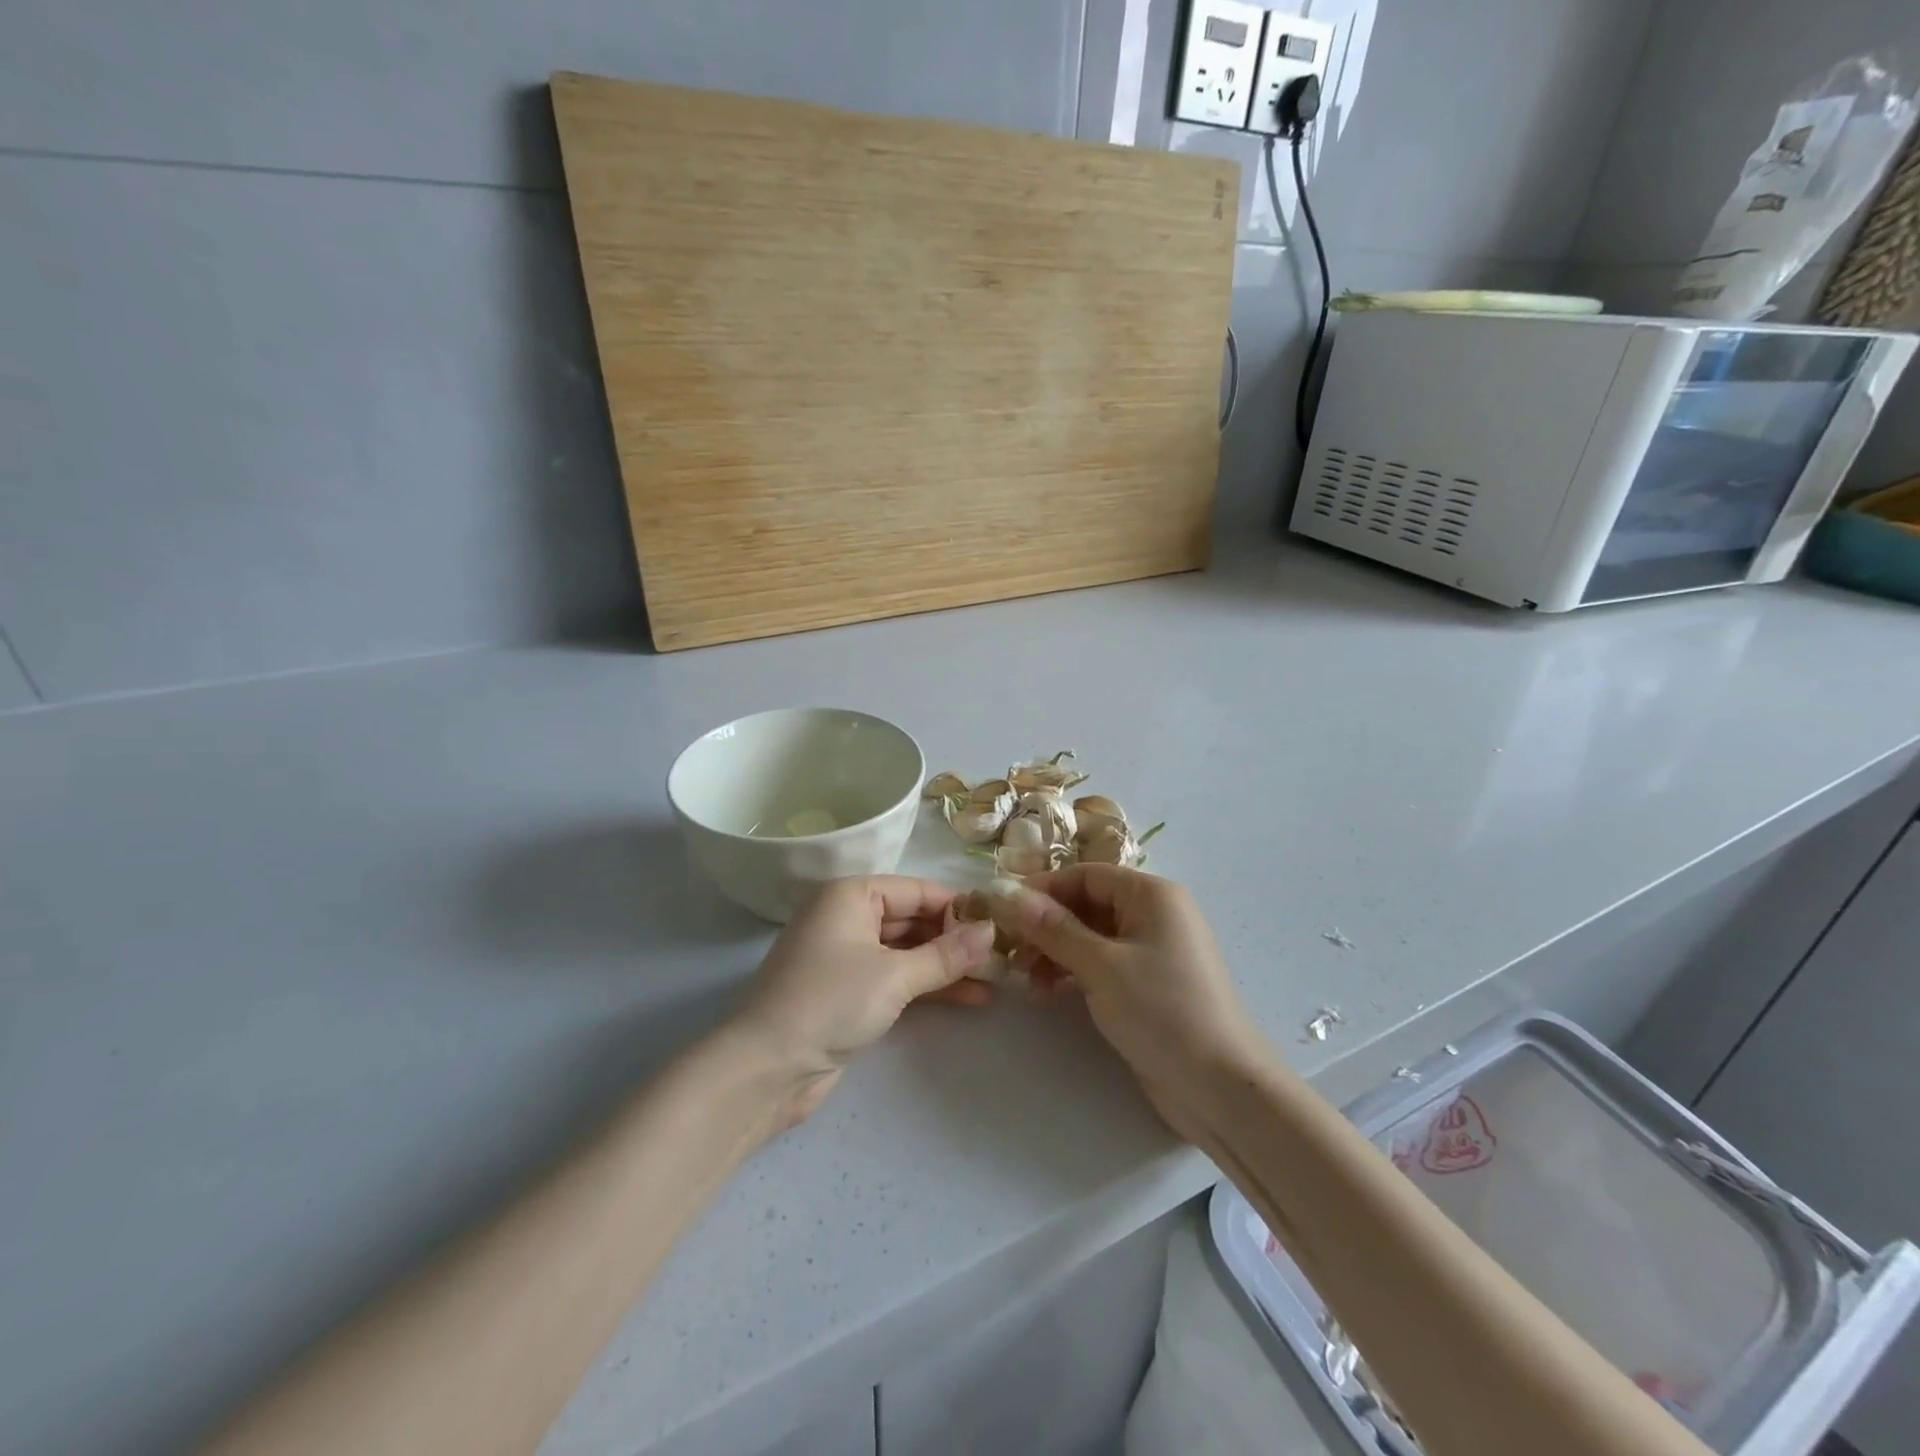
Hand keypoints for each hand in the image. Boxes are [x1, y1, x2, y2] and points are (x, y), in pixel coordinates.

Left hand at [727, 876, 995, 1131]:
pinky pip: (897, 978)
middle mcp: (848, 917)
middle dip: (956, 938)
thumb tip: (992, 932)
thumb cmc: (830, 1001)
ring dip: (947, 966)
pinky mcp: (849, 992)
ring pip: (908, 951)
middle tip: (1004, 954)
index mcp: (851, 895)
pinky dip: (928, 986)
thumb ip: (946, 954)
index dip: (959, 906)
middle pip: (913, 920)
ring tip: (996, 980)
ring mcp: (847, 956)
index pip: (917, 890)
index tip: (1001, 922)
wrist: (767, 1068)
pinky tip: (970, 998)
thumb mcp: (895, 975)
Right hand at [986, 867, 1268, 1142]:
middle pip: (1086, 904)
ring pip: (1090, 936)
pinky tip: (1050, 992)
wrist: (1221, 1087)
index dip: (1042, 889)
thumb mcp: (1101, 965)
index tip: (1002, 911)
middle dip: (1046, 925)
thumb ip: (1052, 928)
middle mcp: (1154, 914)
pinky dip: (1074, 971)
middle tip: (1010, 953)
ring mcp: (1152, 950)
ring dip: (1056, 952)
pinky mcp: (1148, 984)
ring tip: (1029, 981)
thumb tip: (1007, 893)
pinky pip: (1102, 963)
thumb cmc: (1162, 1011)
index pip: (1085, 874)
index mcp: (1151, 895)